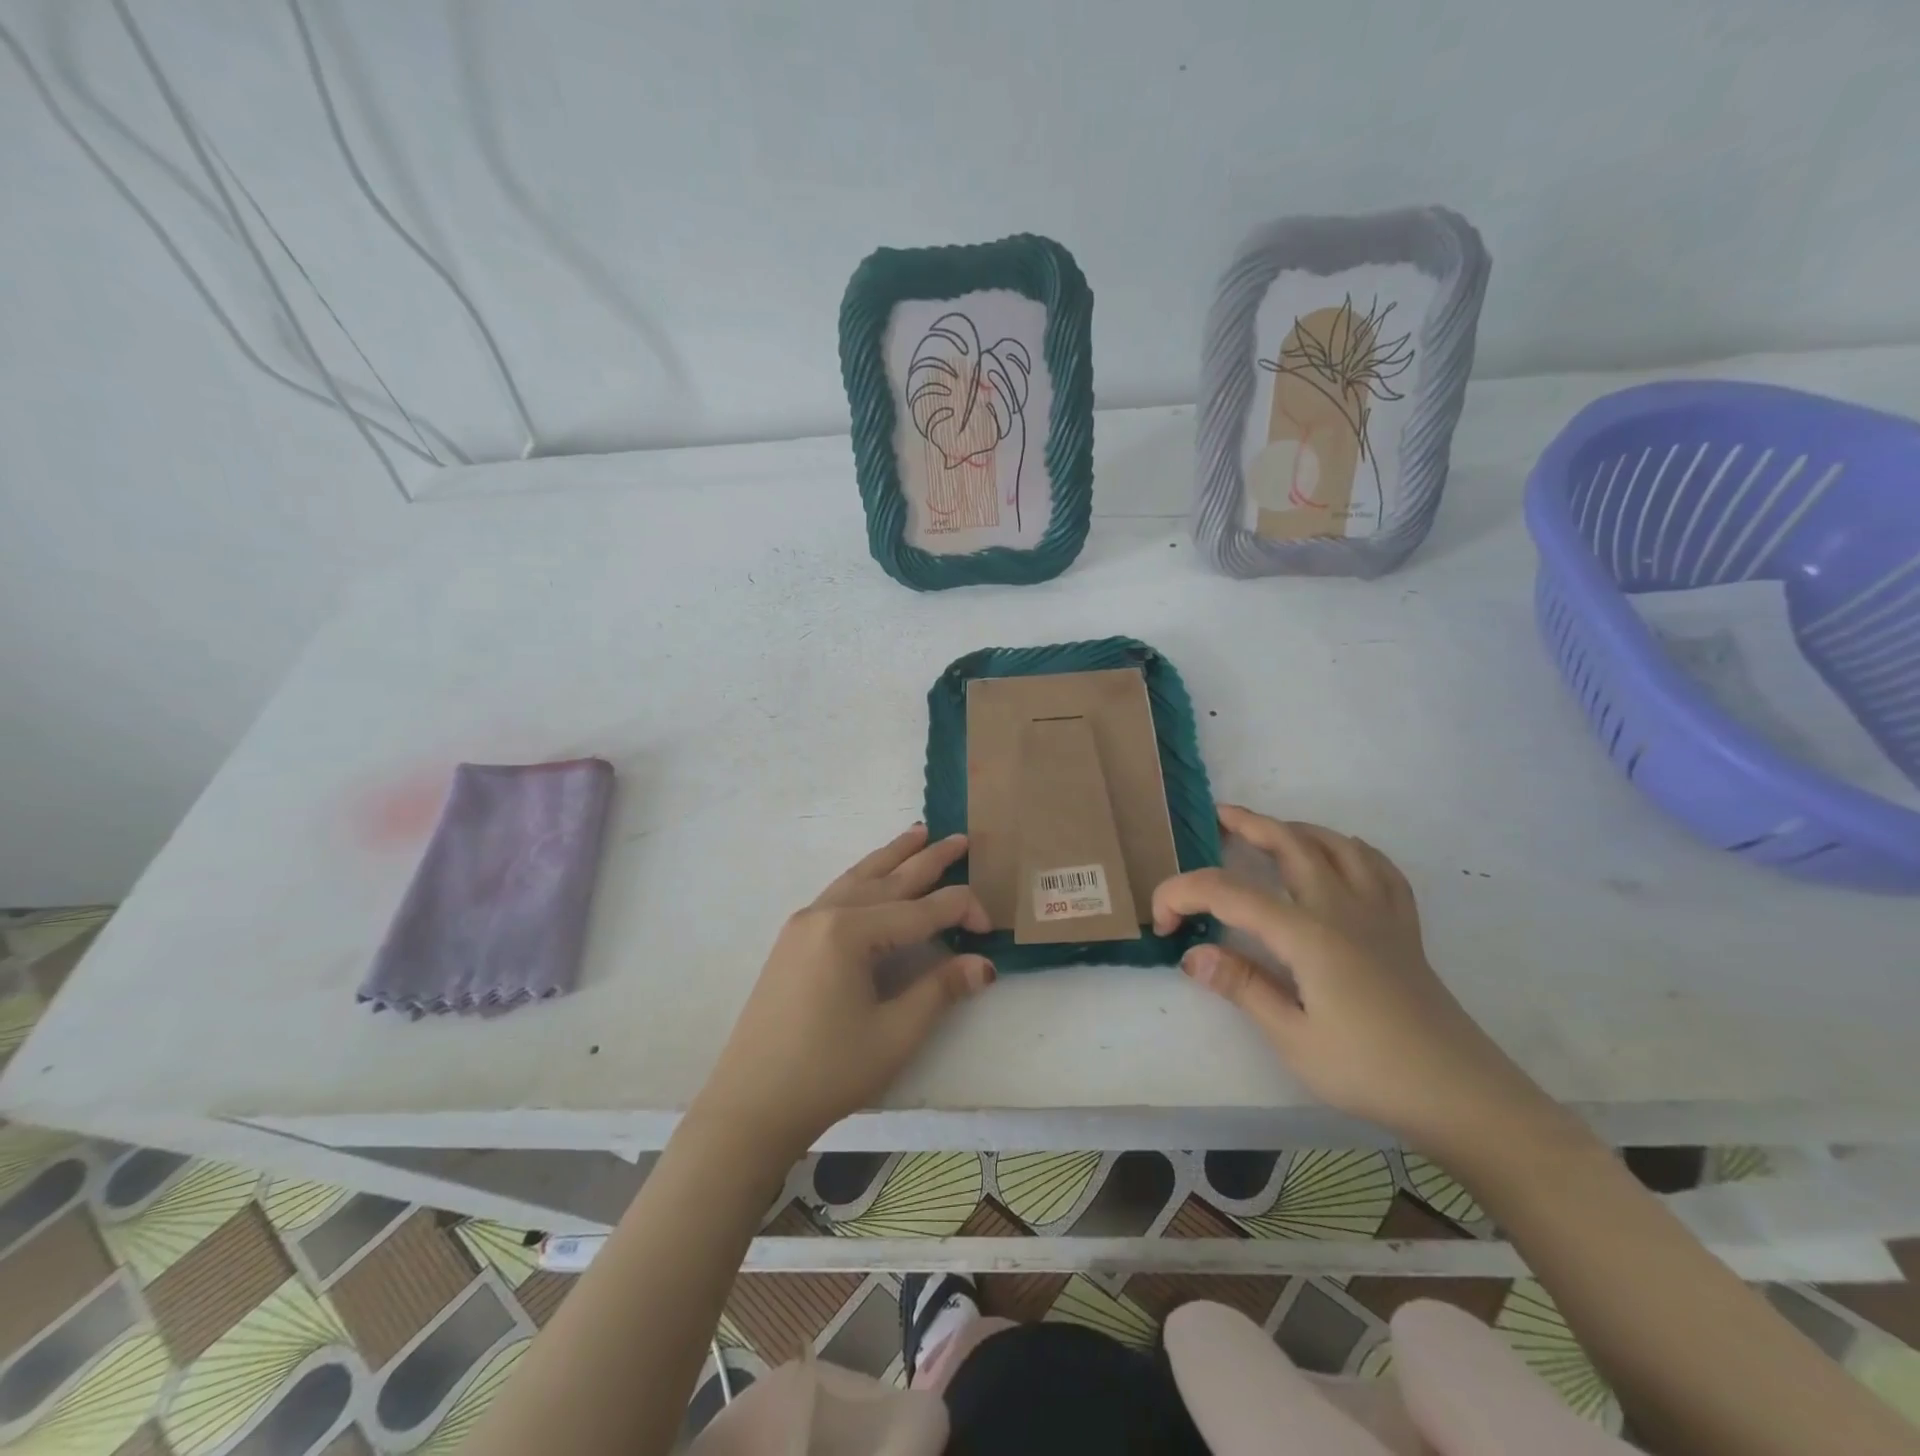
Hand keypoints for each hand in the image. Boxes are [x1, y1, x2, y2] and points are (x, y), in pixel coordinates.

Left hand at [692, 824, 995, 1158]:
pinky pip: (838, 893)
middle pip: (889, 879)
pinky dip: (865, 876)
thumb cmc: (827, 1072)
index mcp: (849, 932)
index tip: (991, 929)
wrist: (750, 1105)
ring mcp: (803, 924)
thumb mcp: (894, 1034)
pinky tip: (873, 875)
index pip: (921, 911)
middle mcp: (825, 914)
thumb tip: (984, 965)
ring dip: (892, 856)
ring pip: (859, 878)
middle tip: (960, 838)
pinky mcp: (792, 940)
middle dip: (928, 860)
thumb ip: (940, 990)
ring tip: (918, 833)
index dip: (961, 913)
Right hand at [1153, 805, 1555, 1154]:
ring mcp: (1378, 914)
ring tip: (1271, 832)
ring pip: (1336, 846)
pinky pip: (1378, 868)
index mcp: (1307, 934)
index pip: (1229, 894)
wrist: (1462, 1096)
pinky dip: (1351, 850)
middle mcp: (1341, 909)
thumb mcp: (1293, 1038)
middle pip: (1290, 845)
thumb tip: (1191, 954)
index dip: (1183, 895)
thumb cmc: (1370, 1071)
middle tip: (1217, 818)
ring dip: (1296, 829)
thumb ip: (1242, 986)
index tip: (1159, 922)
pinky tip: (1340, 858)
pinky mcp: (1403, 928)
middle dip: (1249, 825)